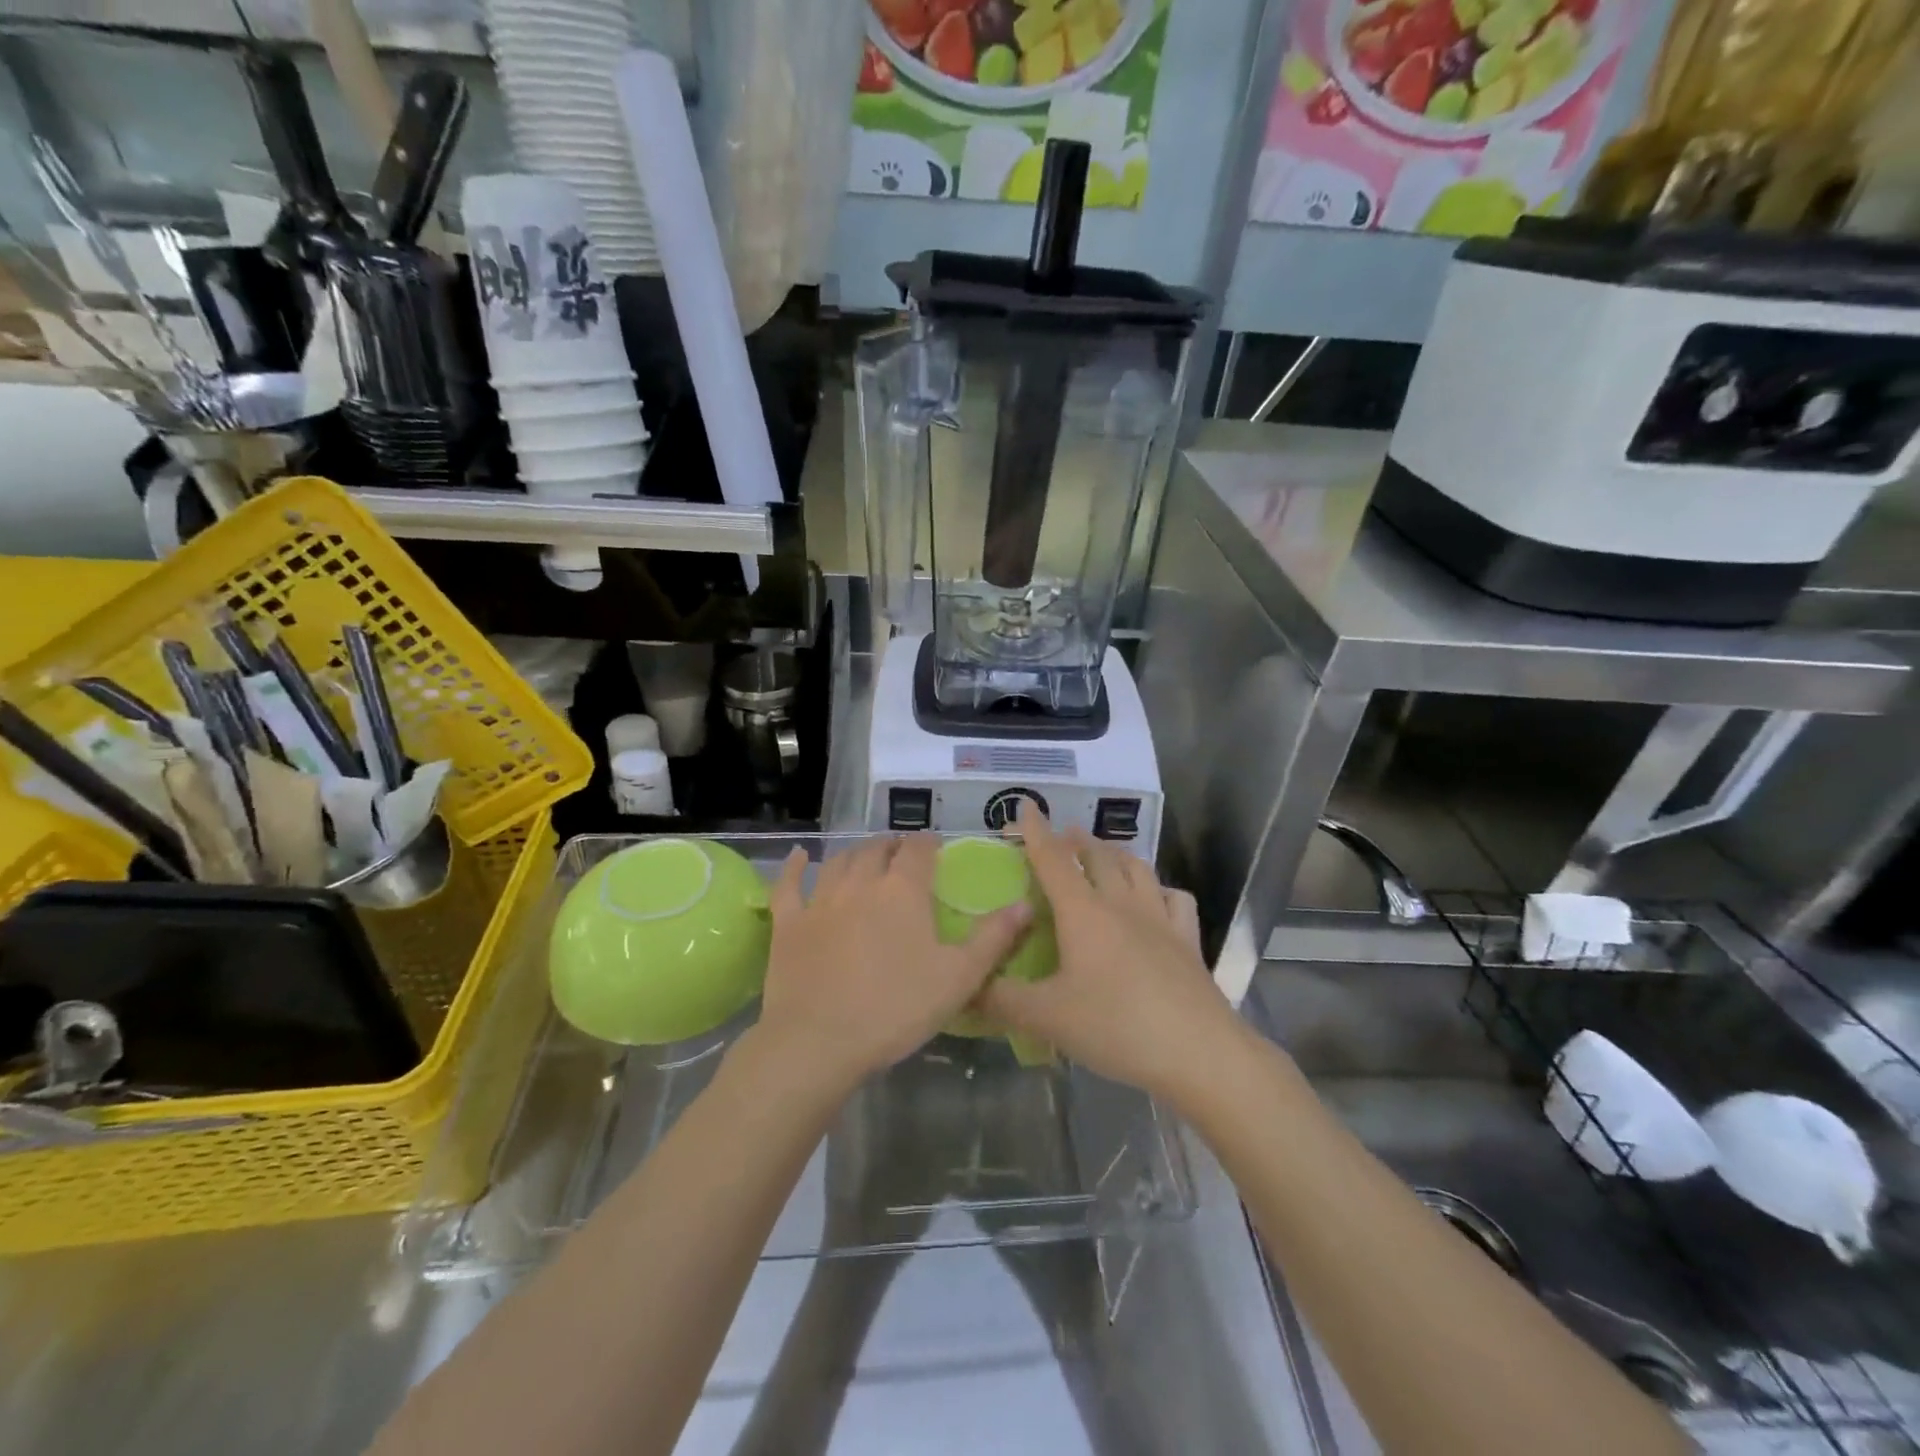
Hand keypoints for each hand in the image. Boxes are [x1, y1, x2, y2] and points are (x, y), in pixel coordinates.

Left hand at [753, 835, 1030, 1092]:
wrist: (819, 1043)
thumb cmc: (896, 1009)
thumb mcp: (959, 978)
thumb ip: (993, 938)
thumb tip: (1025, 904)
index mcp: (903, 891)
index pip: (918, 850)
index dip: (928, 843)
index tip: (935, 846)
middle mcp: (861, 883)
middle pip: (877, 849)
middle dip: (893, 845)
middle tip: (903, 852)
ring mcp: (820, 900)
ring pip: (840, 861)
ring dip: (856, 853)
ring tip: (867, 855)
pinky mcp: (789, 923)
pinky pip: (790, 884)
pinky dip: (796, 867)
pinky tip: (800, 858)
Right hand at [977, 804, 1248, 1101]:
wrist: (1198, 1052)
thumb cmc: (1116, 1027)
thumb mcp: (1047, 1017)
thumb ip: (1001, 999)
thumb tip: (966, 985)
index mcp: (1083, 912)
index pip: (1053, 860)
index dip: (1036, 831)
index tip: (1025, 805)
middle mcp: (1121, 904)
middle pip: (1098, 856)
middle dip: (1076, 841)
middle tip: (1062, 838)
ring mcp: (1160, 918)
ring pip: (1136, 868)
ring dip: (1115, 854)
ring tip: (1104, 855)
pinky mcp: (1188, 940)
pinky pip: (1175, 898)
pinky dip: (1160, 889)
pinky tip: (1156, 898)